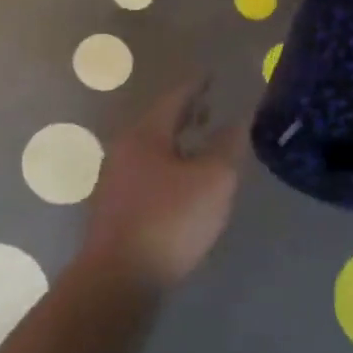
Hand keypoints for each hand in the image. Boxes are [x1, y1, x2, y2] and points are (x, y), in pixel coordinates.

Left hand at [81, 78, 242, 289]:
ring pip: (151, 149)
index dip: (197, 86)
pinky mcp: (115, 208)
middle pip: (158, 122)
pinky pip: (146, 173)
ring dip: (176, 142)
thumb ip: (227, 146)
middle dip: (186, 114)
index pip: (175, 98)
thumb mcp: (213, 181)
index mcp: (146, 134)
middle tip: (210, 107)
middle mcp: (124, 150)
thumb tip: (238, 120)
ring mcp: (115, 180)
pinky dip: (168, 166)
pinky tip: (182, 183)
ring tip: (201, 144)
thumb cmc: (170, 221)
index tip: (212, 76)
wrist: (119, 277)